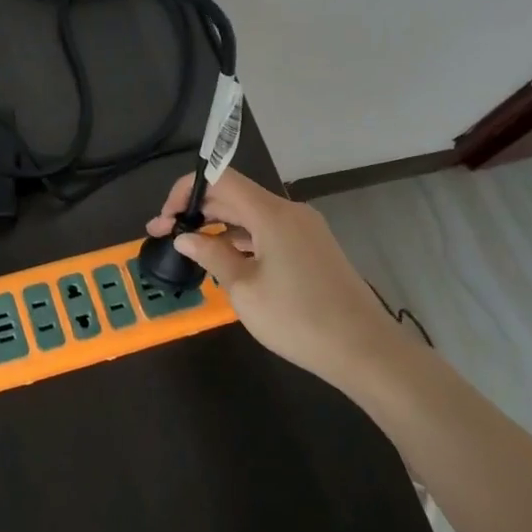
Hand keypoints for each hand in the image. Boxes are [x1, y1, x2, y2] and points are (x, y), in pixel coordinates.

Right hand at [146, 168, 397, 390]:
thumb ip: (212, 256)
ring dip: (218, 226)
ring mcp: (305, 230)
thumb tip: (185, 237)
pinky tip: (226, 261)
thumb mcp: (244, 290)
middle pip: (234, 195)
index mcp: (272, 213)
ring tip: (190, 249)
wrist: (367, 352)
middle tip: (165, 235)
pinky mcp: (313, 249)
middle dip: (197, 211)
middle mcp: (289, 212)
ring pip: (251, 215)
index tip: (165, 219)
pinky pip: (268, 232)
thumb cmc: (298, 319)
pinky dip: (242, 240)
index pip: (221, 179)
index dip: (186, 190)